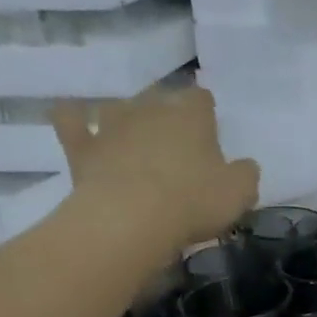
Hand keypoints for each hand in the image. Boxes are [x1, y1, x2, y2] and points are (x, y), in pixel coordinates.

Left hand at [54, 87, 258, 256]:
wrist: (129, 220)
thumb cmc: (193, 202)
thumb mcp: (240, 193)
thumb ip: (245, 173)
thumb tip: (244, 166)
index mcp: (191, 115)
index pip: (201, 97)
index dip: (206, 111)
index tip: (210, 130)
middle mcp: (149, 109)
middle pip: (160, 96)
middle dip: (167, 111)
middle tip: (176, 139)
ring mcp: (110, 125)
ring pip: (119, 105)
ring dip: (126, 116)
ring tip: (134, 135)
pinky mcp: (81, 147)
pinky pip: (71, 120)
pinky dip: (74, 118)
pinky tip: (77, 120)